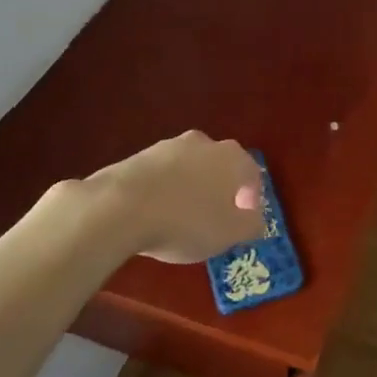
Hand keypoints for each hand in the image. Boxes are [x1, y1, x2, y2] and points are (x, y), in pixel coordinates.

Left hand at [76, 131, 264, 263]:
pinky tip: (154, 214)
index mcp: (232, 157)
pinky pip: (161, 175)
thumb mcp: (229, 233)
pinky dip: (164, 190)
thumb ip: (251, 225)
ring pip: (189, 167)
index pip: (252, 174)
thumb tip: (256, 220)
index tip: (241, 222)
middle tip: (213, 218)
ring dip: (190, 188)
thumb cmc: (186, 221)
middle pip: (220, 166)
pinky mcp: (139, 156)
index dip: (251, 199)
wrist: (120, 207)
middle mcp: (204, 143)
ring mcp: (169, 146)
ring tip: (180, 218)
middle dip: (220, 189)